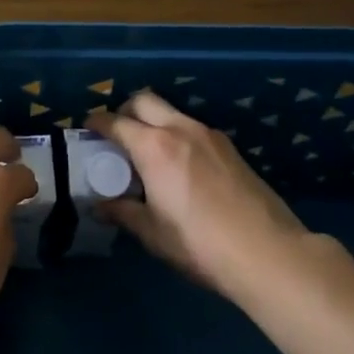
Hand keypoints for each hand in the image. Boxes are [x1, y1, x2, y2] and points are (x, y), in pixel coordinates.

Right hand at [87, 89, 309, 299]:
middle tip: (117, 135)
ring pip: (171, 112)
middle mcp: (180, 129)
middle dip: (124, 110)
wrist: (267, 252)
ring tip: (148, 153)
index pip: (115, 122)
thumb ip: (122, 212)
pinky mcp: (230, 147)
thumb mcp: (153, 233)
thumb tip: (99, 206)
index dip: (96, 123)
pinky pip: (192, 127)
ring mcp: (209, 134)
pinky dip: (176, 134)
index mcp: (154, 147)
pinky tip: (179, 165)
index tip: (86, 129)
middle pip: (144, 100)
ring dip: (153, 121)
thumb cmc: (199, 244)